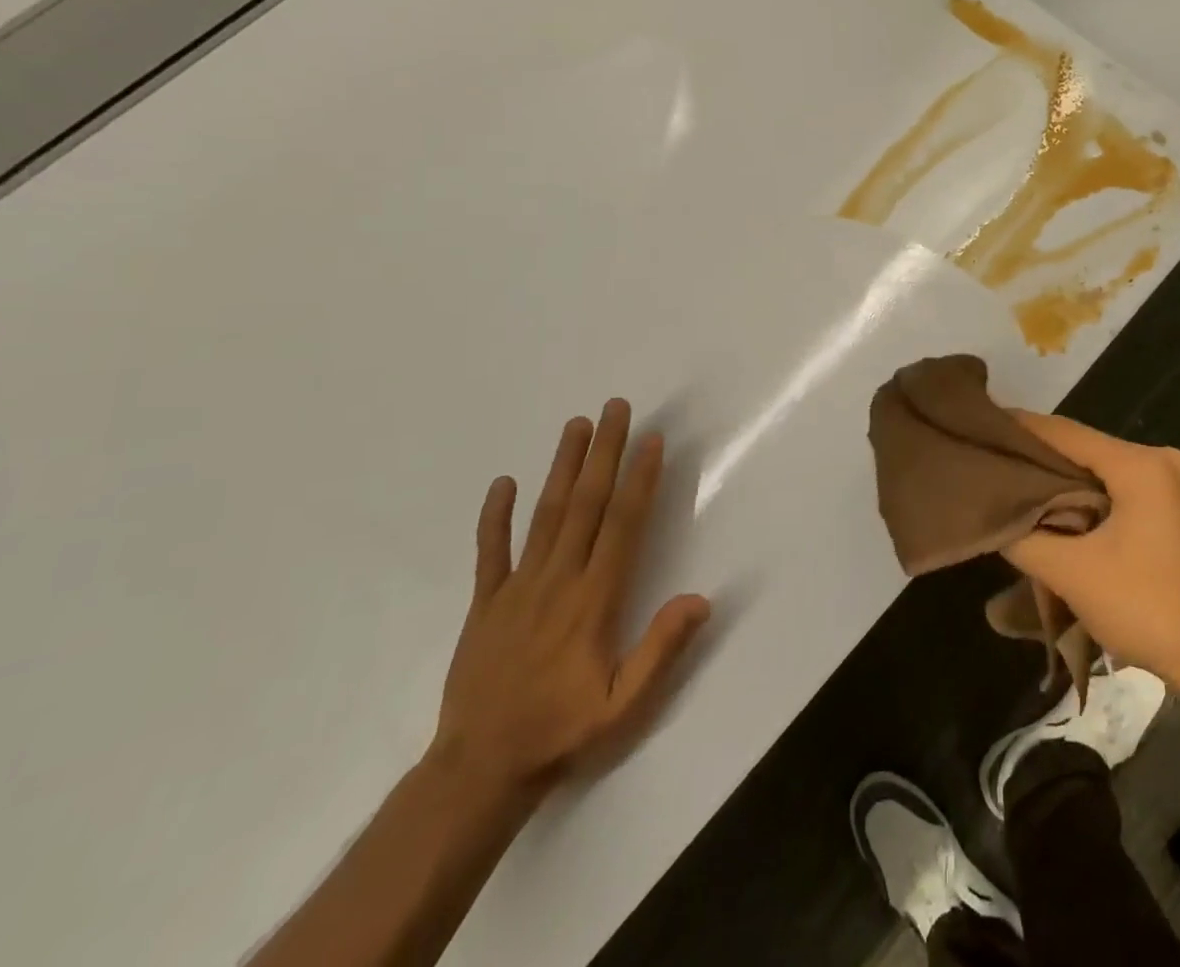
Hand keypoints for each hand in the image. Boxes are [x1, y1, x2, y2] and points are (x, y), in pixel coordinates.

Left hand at [431, 401, 709, 800]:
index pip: (623, 525)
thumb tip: (701, 598)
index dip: (639, 479)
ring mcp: (517, 588)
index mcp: (594, 600)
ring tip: (576, 425)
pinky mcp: (486, 603)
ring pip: (544, 516)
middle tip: (615, 407)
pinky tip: (502, 483)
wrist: (479, 770)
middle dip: (604, 453)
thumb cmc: (562, 732)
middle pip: (585, 504)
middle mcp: (558, 581)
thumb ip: (661, 649)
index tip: (651, 440)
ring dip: (562, 467)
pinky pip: (490, 552)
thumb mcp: (624, 704)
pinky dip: (495, 516)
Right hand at [1001, 412, 1179, 694]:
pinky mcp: (1179, 513)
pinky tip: (1058, 516)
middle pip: (1085, 451)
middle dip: (1038, 461)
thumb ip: (1024, 537)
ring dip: (1063, 485)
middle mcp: (1163, 462)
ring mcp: (1176, 487)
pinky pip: (1121, 493)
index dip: (1019, 429)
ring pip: (1102, 474)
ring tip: (1014, 491)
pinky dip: (1089, 501)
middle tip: (992, 465)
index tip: (982, 426)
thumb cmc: (1150, 609)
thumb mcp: (1073, 574)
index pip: (1065, 432)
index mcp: (1142, 464)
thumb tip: (994, 517)